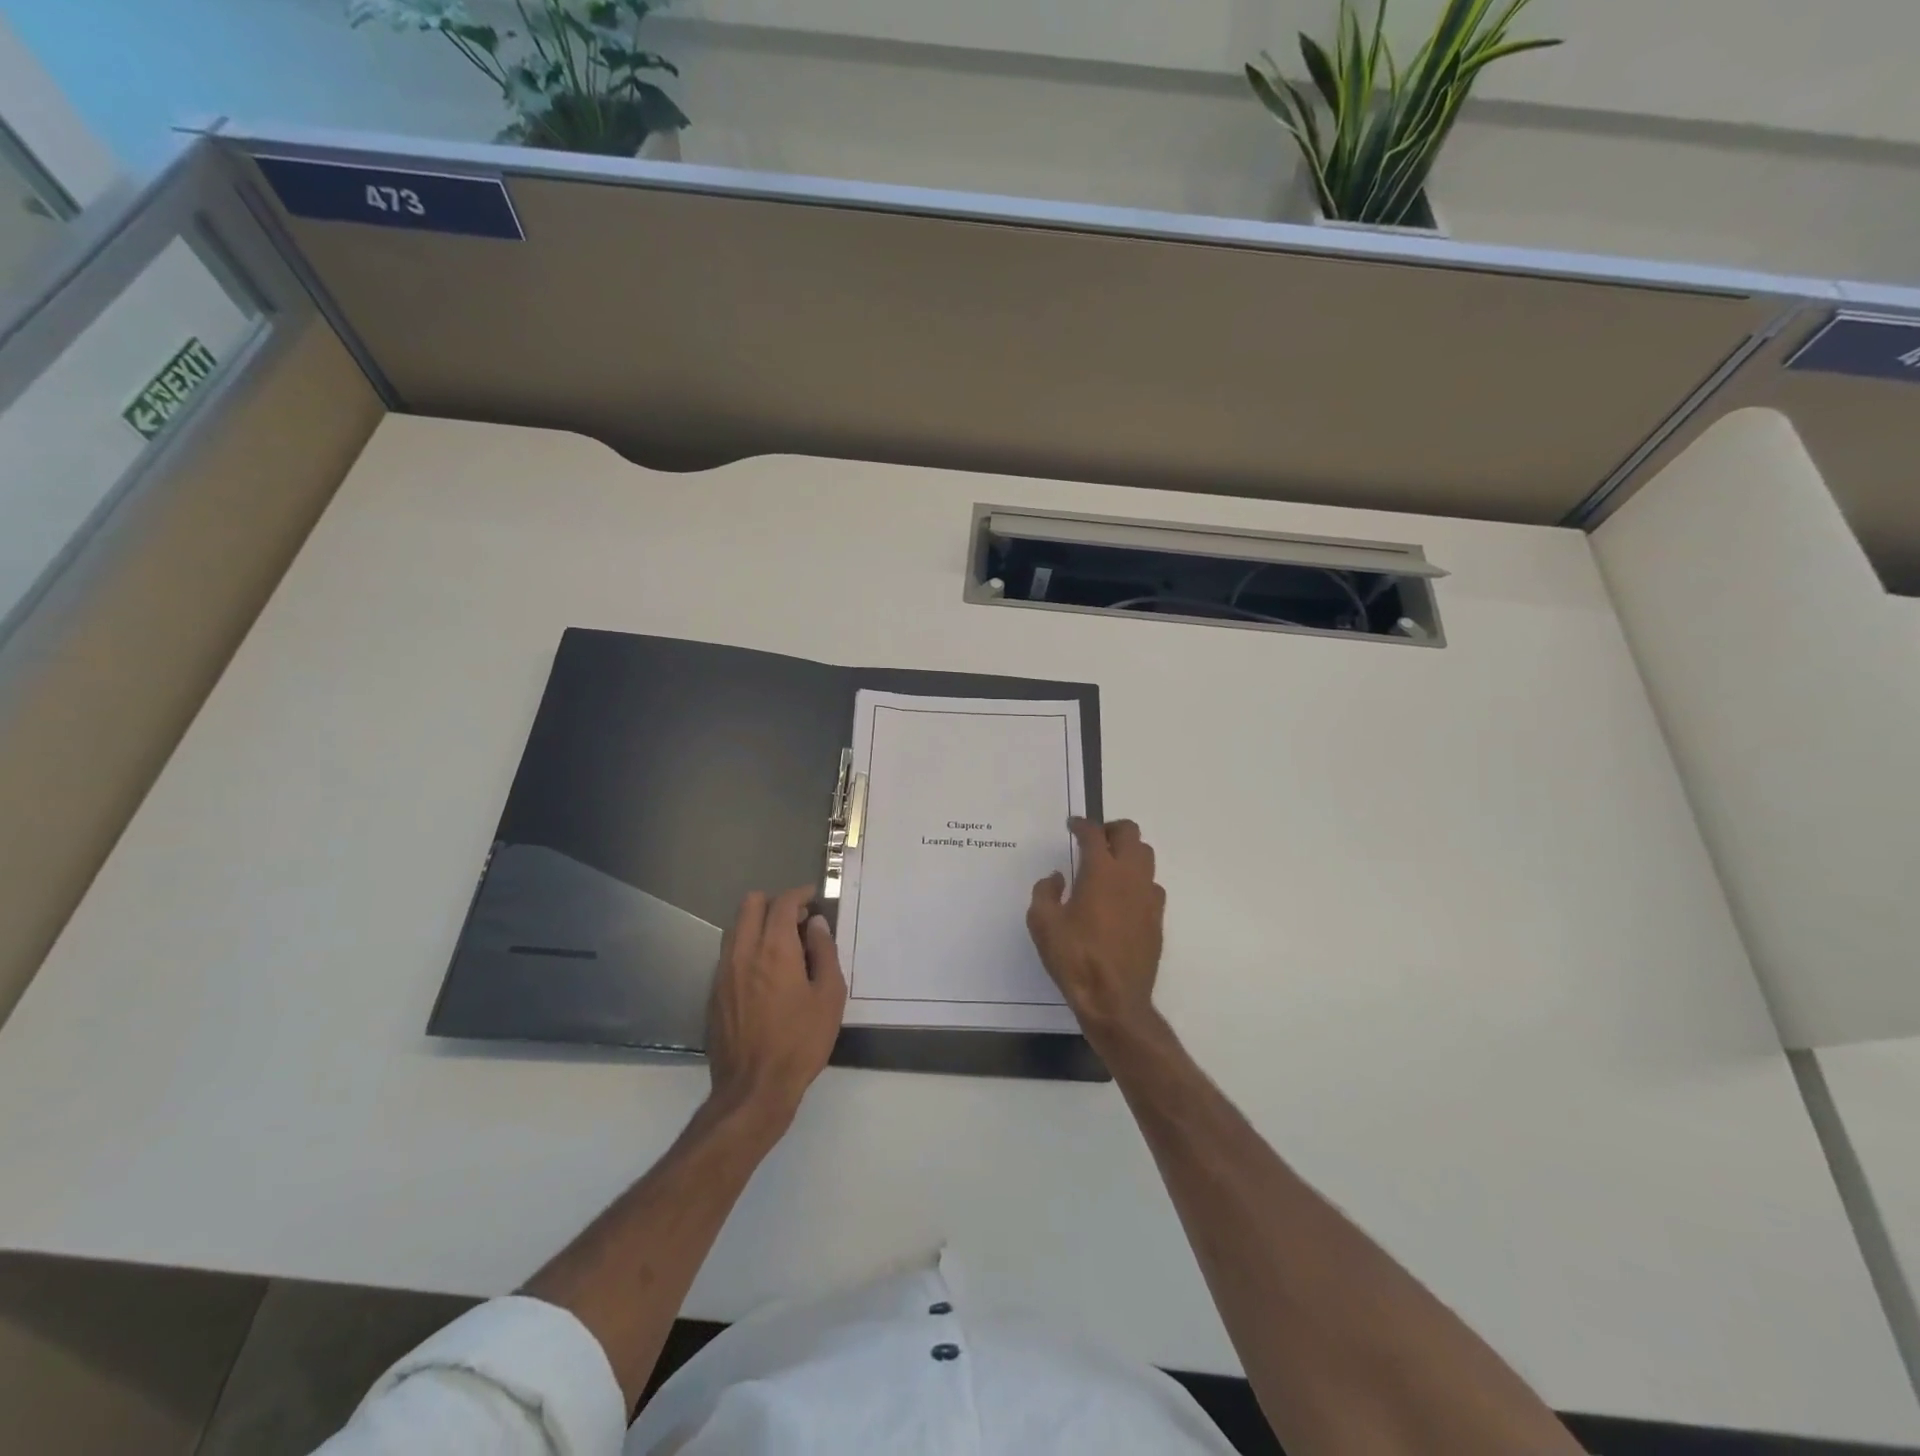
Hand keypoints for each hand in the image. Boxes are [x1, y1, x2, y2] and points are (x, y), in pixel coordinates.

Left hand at [706, 888, 846, 1132]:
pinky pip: (729, 954)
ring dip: (758, 924)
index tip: (813, 898)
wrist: (754, 1089)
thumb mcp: (829, 996)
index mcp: (774, 949)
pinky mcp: (714, 993)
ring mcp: (723, 972)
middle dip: (775, 902)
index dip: (799, 894)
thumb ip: (825, 952)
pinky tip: (764, 973)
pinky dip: (747, 948)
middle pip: (750, 904)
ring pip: (736, 927)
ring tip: (781, 944)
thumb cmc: (801, 1042)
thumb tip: (817, 925)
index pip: (782, 902)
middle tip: (797, 920)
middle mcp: (744, 952)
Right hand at [1028, 818, 1165, 1036]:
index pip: (1094, 834)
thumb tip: (1058, 878)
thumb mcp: (1042, 923)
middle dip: (1111, 829)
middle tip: (1094, 840)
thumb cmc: (1074, 958)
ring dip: (1128, 851)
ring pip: (1146, 856)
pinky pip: (1152, 885)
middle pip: (1130, 834)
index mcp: (1101, 872)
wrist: (1114, 1000)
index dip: (1082, 824)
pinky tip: (1122, 896)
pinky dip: (1137, 879)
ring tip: (1109, 864)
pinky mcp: (1157, 918)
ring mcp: (1148, 897)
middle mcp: (1130, 876)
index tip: (1072, 825)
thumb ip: (1045, 892)